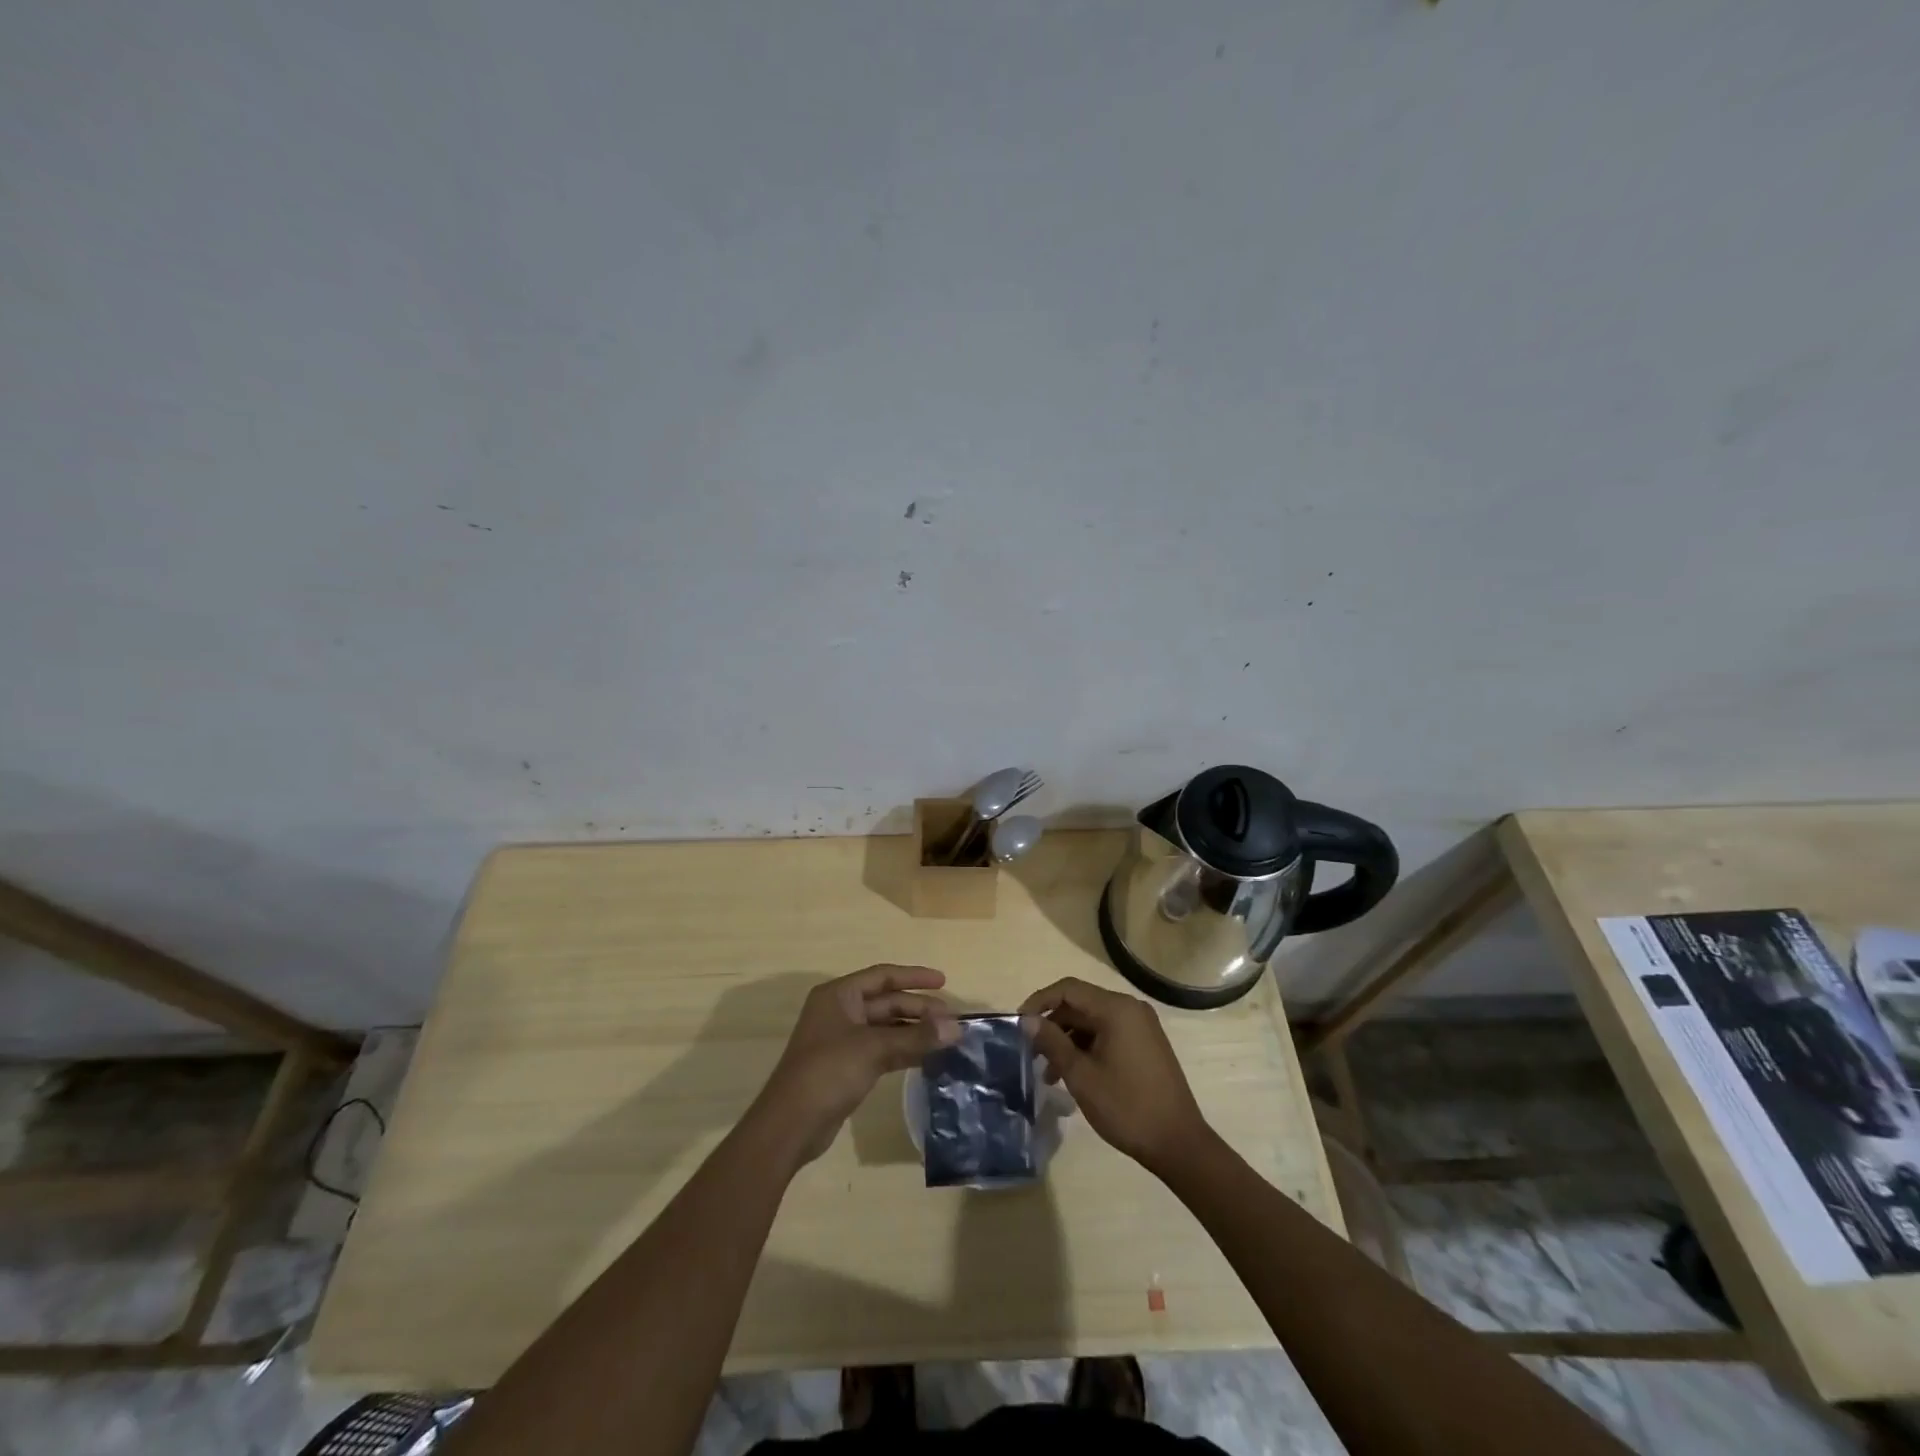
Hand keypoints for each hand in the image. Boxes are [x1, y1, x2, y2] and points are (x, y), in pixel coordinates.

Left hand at [753, 965, 959, 1165]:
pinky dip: (904, 1050)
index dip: (914, 977)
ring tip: (946, 1037)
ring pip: (886, 1028)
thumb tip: (957, 1027)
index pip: (883, 976)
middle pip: (886, 1002)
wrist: (791, 1124)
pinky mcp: (848, 1066)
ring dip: (914, 1031)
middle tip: (952, 1019)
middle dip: (918, 1008)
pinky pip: (883, 1049)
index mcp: (840, 995)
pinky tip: (928, 1057)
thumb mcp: (874, 1049)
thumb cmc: (828, 1072)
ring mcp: (843, 1040)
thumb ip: (916, 1036)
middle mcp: (841, 1011)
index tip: (943, 981)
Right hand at [1020, 977, 1208, 1175]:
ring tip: (1048, 1073)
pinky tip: (1073, 1075)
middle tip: (1030, 1052)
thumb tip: (1027, 1020)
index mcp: (1116, 1009)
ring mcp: (1141, 1026)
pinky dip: (1087, 1048)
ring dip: (1068, 1040)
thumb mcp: (1081, 1075)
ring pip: (1092, 1021)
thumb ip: (1052, 1042)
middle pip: (1080, 1004)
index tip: (1018, 1024)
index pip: (1068, 989)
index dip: (1039, 1001)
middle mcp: (1130, 1008)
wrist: (1178, 1144)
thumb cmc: (1126, 1107)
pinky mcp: (1145, 1044)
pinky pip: (1107, 1034)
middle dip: (1053, 1025)